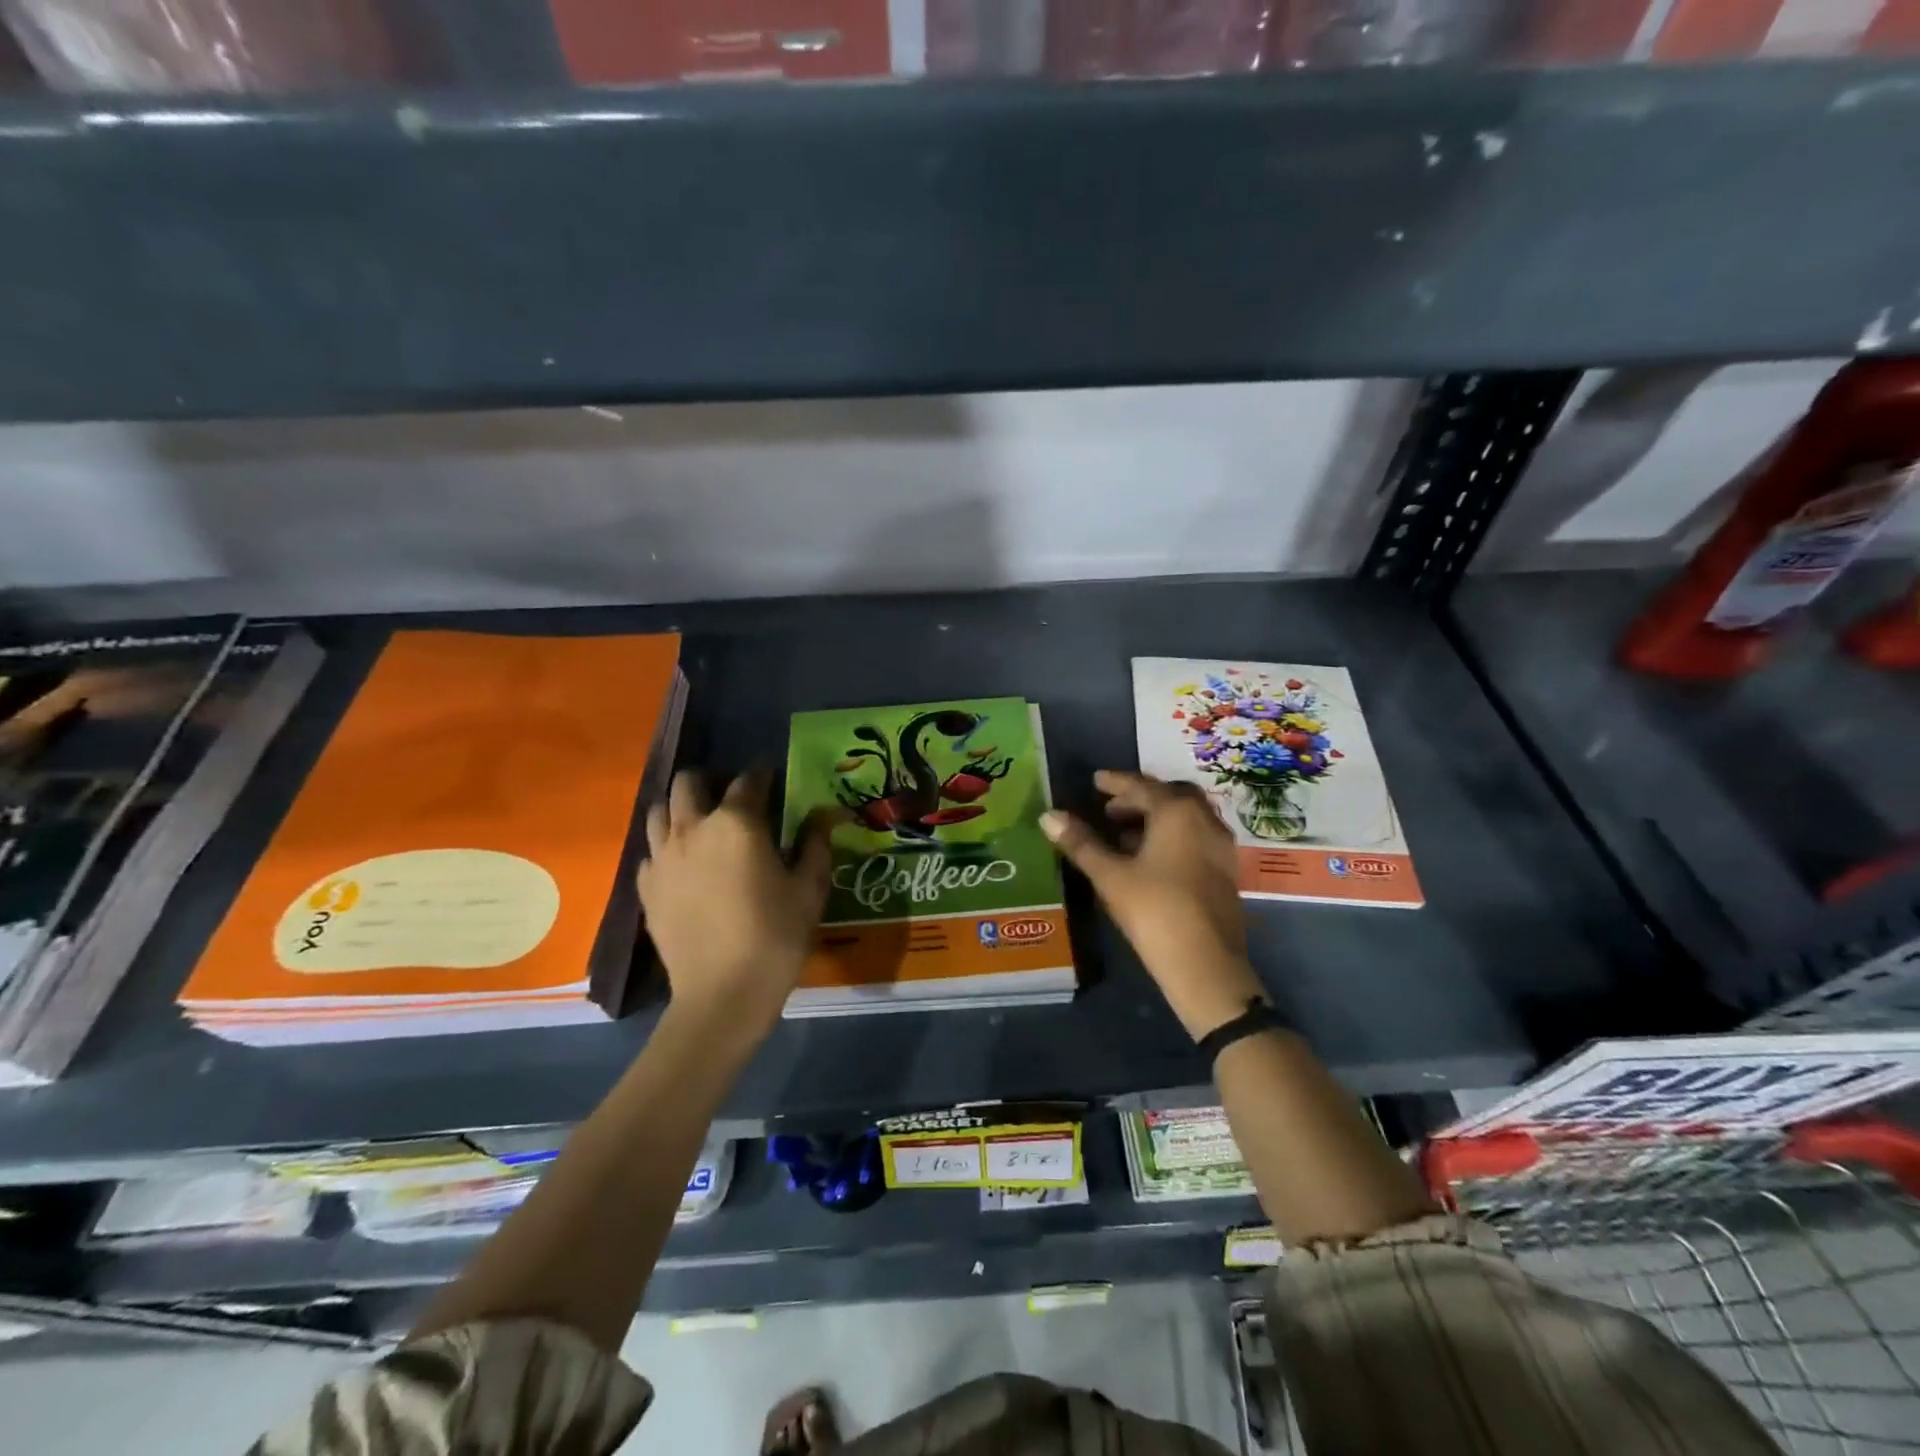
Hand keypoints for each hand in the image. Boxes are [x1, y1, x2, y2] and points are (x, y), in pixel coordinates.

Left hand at [638, 768, 832, 1030]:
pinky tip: (684, 867)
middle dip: (710, 782)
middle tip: (731, 800)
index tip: (772, 778)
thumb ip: (816, 844)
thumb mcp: (809, 888)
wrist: (722, 994)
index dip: (762, 775)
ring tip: (702, 826)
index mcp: (737, 822)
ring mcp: (662, 857)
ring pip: (660, 811)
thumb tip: (825, 815)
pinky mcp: (646, 887)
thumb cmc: (776, 936)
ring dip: (681, 809)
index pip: (748, 780)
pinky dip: (665, 849)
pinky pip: (650, 852)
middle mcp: (692, 828)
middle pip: (688, 783)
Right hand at [1043, 770, 1264, 1039]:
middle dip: (1139, 798)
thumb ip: (1081, 843)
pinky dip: (1170, 837)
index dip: (1115, 782)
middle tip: (1109, 809)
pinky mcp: (1224, 872)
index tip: (1095, 781)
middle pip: (1170, 797)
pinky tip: (1148, 860)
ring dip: (1155, 819)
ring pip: (1185, 819)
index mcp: (1178, 812)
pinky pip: (1194, 839)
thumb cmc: (1154, 910)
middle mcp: (1205, 821)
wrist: (1205, 964)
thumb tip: (1049, 815)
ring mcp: (1220, 847)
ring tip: (1121, 835)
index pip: (1142, 786)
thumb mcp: (1110, 875)